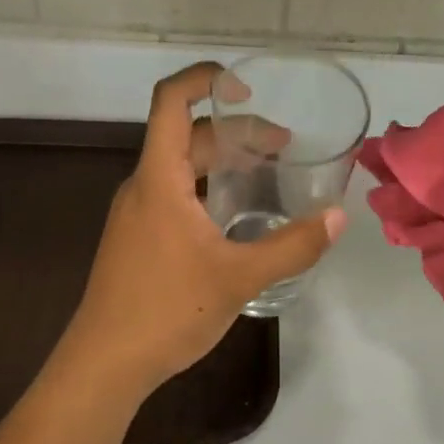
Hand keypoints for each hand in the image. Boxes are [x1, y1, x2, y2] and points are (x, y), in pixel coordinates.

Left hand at [54, 63, 346, 404]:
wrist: (104, 364)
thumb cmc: (167, 310)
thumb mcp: (239, 277)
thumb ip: (292, 246)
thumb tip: (338, 217)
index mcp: (159, 178)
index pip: (171, 102)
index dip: (203, 78)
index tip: (244, 85)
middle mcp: (142, 186)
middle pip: (186, 135)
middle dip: (235, 131)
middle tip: (283, 146)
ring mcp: (136, 213)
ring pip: (180, 167)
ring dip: (221, 161)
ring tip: (266, 173)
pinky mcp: (136, 238)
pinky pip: (173, 193)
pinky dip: (206, 188)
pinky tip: (235, 216)